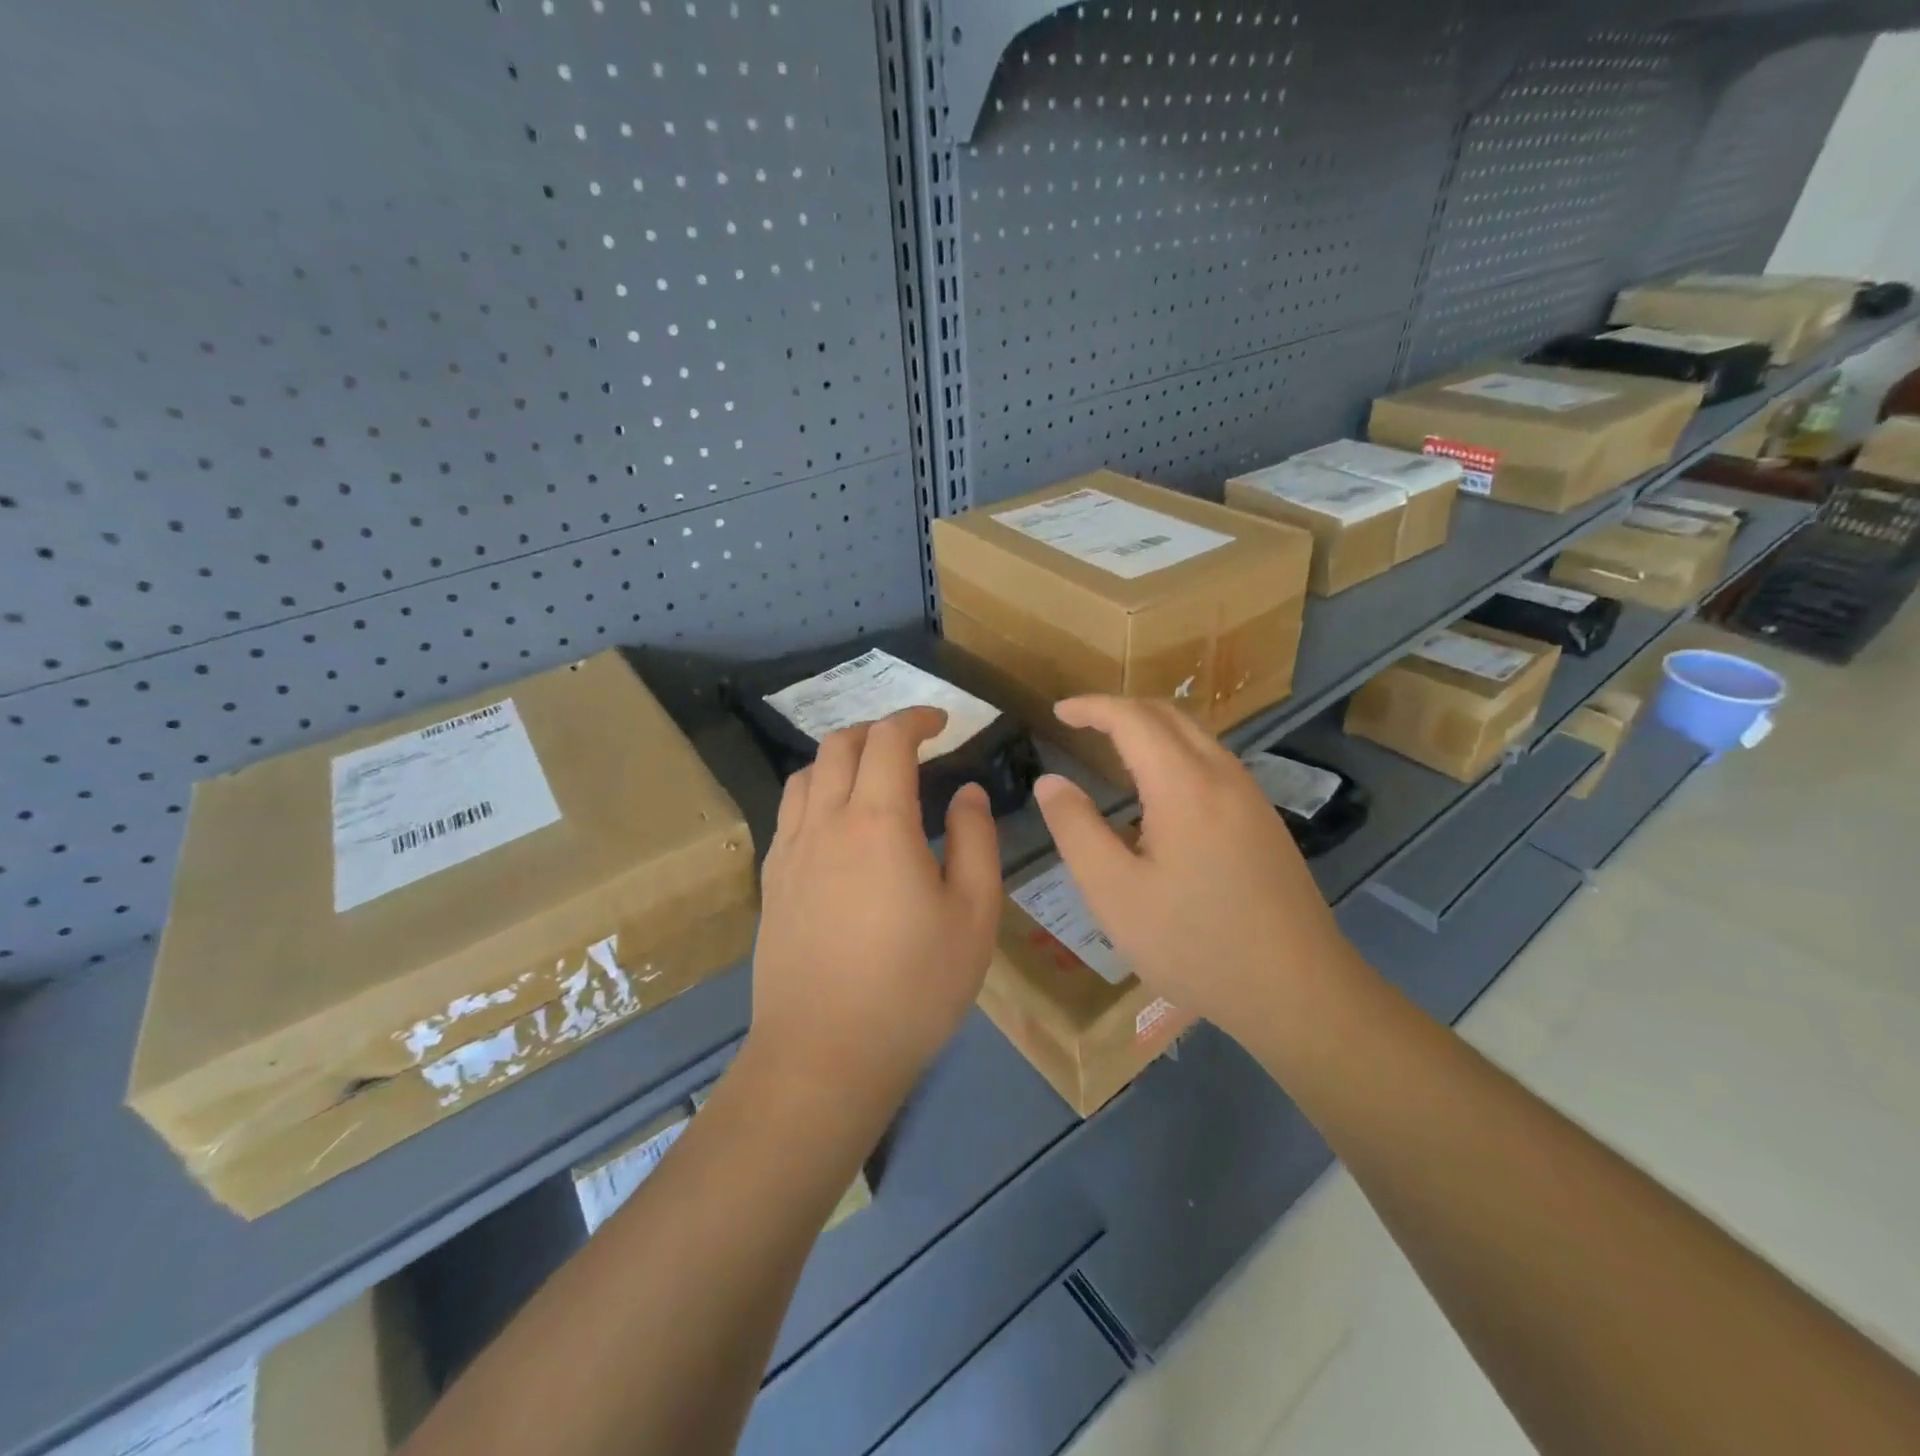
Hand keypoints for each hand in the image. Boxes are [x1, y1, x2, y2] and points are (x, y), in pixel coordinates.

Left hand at [748, 706, 1002, 1102]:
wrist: (824, 1055)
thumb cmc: (913, 987)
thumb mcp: (973, 914)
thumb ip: (974, 840)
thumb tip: (966, 793)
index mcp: (878, 822)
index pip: (889, 740)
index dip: (916, 719)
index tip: (942, 722)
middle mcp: (825, 822)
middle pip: (840, 745)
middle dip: (878, 730)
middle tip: (913, 745)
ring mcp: (790, 851)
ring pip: (806, 774)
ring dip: (841, 758)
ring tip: (872, 777)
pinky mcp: (772, 881)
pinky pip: (789, 812)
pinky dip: (816, 793)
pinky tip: (837, 825)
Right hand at [1033, 697, 1371, 1057]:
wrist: (1298, 991)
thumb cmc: (1194, 944)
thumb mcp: (1114, 893)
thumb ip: (1076, 830)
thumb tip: (1050, 782)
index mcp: (1184, 786)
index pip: (1133, 719)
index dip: (1092, 707)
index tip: (1058, 712)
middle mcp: (1223, 777)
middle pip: (1169, 715)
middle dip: (1122, 709)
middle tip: (1082, 724)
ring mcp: (1251, 798)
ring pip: (1197, 737)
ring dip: (1152, 729)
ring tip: (1114, 751)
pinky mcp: (1264, 821)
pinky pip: (1213, 763)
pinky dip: (1176, 753)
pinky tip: (1161, 793)